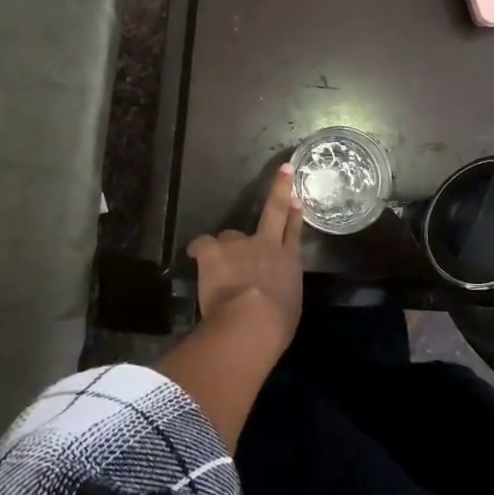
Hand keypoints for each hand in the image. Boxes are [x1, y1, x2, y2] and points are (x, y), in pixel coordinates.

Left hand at [186, 163, 304, 348]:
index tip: (296, 197)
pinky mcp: (215, 251)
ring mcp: (240, 244)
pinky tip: (196, 258)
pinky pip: (203, 245)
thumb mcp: (288, 307)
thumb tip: (274, 293)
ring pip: (229, 236)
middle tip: (283, 171)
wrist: (251, 321)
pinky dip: (200, 251)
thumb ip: (281, 292)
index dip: (295, 214)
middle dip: (279, 189)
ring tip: (219, 265)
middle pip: (274, 211)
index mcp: (288, 261)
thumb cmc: (276, 324)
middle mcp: (267, 245)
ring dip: (225, 248)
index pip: (294, 232)